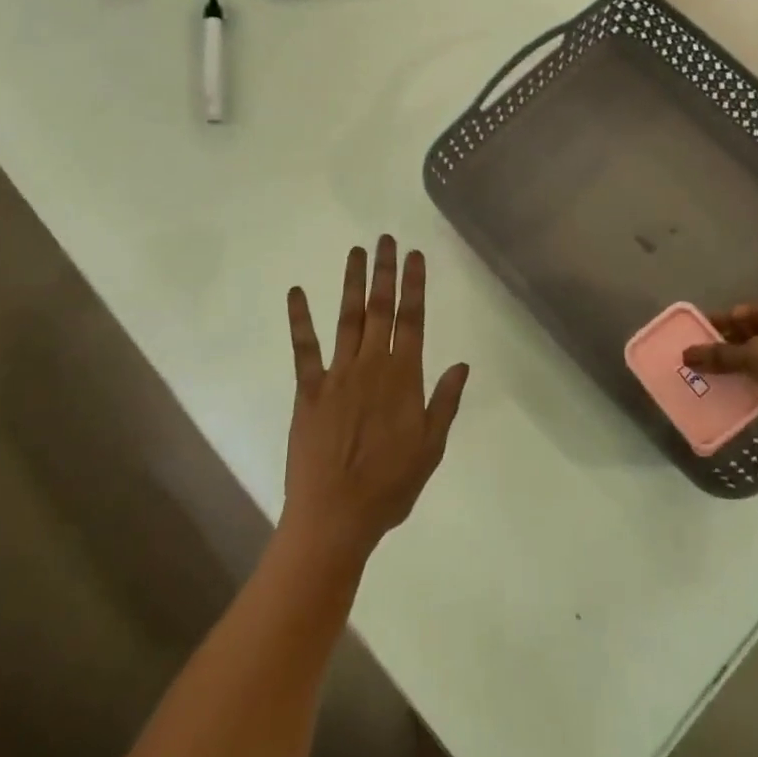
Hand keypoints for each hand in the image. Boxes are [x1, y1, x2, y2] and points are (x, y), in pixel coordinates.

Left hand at [281, 237, 470, 565]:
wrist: (335, 517)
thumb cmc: (389, 487)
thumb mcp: (431, 448)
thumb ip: (445, 402)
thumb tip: (462, 364)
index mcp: (404, 378)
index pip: (413, 320)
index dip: (415, 285)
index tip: (415, 255)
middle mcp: (372, 366)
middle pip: (381, 309)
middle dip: (385, 272)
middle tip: (385, 239)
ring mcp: (338, 374)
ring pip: (348, 318)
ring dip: (352, 283)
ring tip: (356, 251)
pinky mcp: (308, 389)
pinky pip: (304, 348)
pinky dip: (300, 318)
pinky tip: (296, 292)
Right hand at [683, 295, 757, 415]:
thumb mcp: (750, 358)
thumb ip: (718, 355)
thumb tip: (685, 354)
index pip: (736, 312)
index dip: (716, 327)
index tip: (698, 341)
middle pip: (752, 328)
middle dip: (731, 344)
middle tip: (710, 361)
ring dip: (748, 358)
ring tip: (728, 375)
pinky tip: (754, 383)